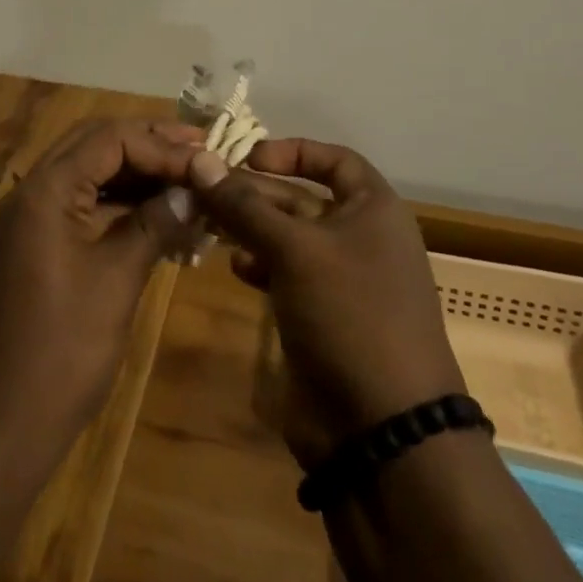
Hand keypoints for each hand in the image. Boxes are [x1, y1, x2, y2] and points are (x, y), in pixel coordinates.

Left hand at [0, 120, 203, 475]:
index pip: (107, 139)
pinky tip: (158, 216)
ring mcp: (29, 220)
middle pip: (94, 145)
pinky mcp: (35, 246)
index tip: (207, 160)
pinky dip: (119, 205)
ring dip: (135, 174)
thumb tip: (195, 190)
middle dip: (148, 145)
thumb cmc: (62, 351)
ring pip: (88, 174)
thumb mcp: (116, 280)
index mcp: (43, 190)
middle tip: (199, 151)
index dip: (161, 145)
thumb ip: (154, 224)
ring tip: (187, 180)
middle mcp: (30, 192)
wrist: (3, 428)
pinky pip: (81, 206)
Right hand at [186, 139, 464, 467]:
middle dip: (254, 194)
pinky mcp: (323, 315)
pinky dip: (260, 265)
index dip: (292, 151)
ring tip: (209, 227)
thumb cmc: (349, 315)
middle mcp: (361, 237)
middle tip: (205, 192)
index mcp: (374, 210)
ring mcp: (342, 280)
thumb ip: (243, 205)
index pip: (335, 159)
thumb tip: (199, 159)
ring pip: (288, 237)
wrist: (383, 430)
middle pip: (302, 197)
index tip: (247, 157)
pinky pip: (286, 274)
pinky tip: (235, 268)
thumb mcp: (294, 249)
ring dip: (250, 229)